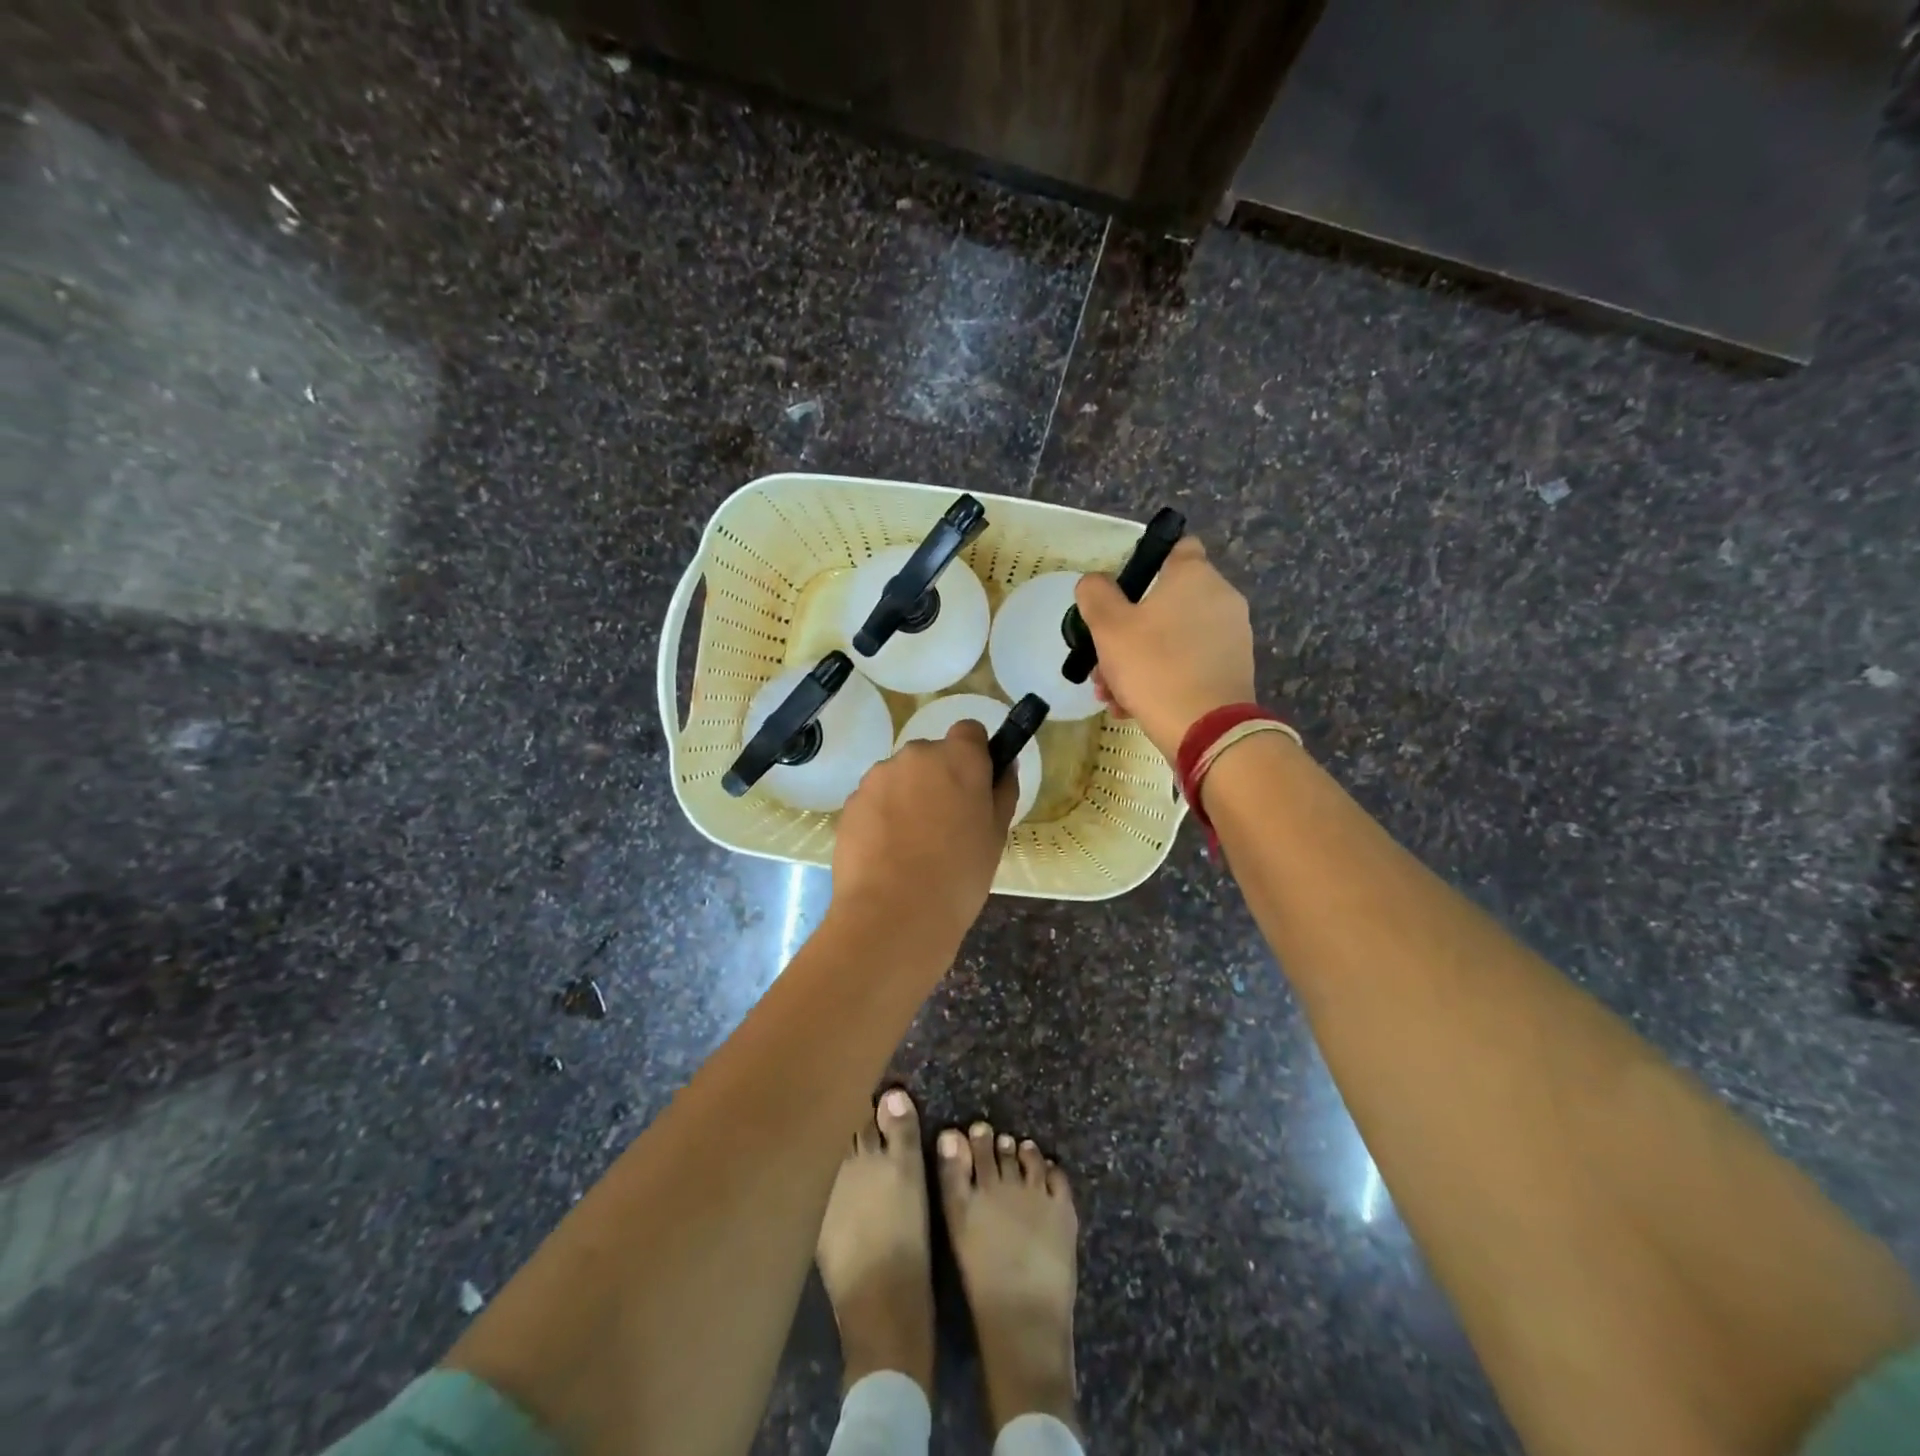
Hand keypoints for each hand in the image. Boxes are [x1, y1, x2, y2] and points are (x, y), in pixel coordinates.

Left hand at [830, 720, 1018, 944]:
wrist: (893, 913)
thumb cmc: (959, 875)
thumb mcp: (996, 835)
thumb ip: (1002, 791)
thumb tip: (1004, 766)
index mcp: (958, 757)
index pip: (969, 731)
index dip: (974, 754)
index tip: (974, 786)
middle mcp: (916, 755)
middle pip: (931, 755)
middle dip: (938, 779)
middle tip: (945, 825)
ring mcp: (877, 777)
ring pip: (900, 778)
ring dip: (907, 797)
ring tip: (912, 846)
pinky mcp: (851, 802)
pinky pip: (874, 800)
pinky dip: (882, 817)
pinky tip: (887, 854)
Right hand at [1074, 536, 1255, 761]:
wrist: (1205, 729)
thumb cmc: (1153, 666)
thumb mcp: (1108, 627)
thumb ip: (1095, 595)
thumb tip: (1094, 582)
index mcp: (1193, 576)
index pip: (1177, 547)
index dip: (1147, 563)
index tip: (1122, 592)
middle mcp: (1220, 598)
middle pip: (1166, 603)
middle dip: (1128, 631)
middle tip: (1102, 660)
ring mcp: (1231, 636)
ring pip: (1173, 639)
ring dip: (1139, 660)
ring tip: (1111, 693)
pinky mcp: (1233, 671)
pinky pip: (1189, 664)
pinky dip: (1162, 678)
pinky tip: (1133, 707)